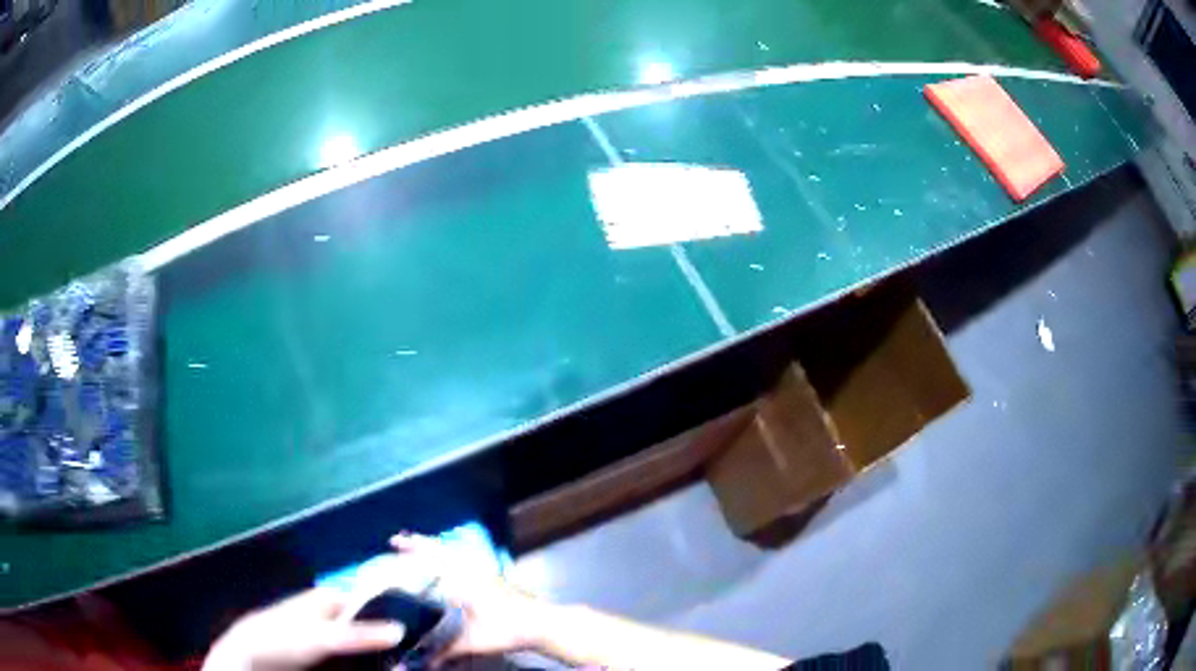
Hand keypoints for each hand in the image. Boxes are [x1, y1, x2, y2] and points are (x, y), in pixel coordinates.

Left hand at [202, 587, 405, 670]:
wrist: (248, 656)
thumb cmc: (282, 638)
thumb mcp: (321, 638)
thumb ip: (360, 634)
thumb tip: (403, 630)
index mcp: (331, 599)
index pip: (373, 603)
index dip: (396, 618)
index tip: (420, 638)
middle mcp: (332, 614)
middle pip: (370, 628)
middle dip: (389, 645)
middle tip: (411, 661)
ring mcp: (327, 635)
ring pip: (363, 646)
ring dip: (379, 658)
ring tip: (398, 668)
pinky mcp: (322, 653)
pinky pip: (352, 659)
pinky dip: (365, 666)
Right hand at [389, 533, 548, 664]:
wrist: (541, 625)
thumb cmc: (506, 630)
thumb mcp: (470, 643)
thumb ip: (441, 651)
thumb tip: (414, 665)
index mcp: (462, 580)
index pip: (431, 559)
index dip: (411, 549)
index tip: (393, 542)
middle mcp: (471, 571)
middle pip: (440, 550)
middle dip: (419, 543)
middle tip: (398, 539)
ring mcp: (484, 572)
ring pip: (453, 553)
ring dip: (434, 548)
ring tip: (417, 545)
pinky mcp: (493, 578)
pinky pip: (464, 560)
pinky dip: (450, 556)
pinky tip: (446, 562)